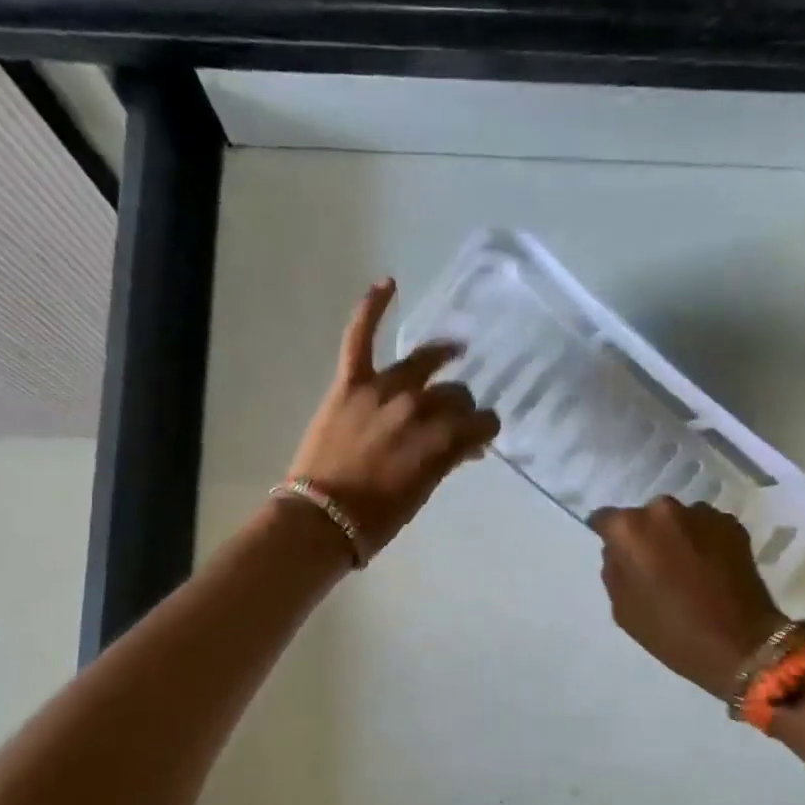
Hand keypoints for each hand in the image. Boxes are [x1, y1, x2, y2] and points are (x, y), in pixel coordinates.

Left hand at [288, 279, 499, 554]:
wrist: (320, 520)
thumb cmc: (376, 518)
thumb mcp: (423, 492)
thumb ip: (447, 460)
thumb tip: (465, 444)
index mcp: (441, 441)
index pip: (480, 422)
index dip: (484, 429)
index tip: (480, 437)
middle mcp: (418, 408)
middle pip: (454, 394)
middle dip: (462, 407)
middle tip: (456, 418)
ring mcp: (382, 391)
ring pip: (423, 363)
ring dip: (442, 357)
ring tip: (453, 350)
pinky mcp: (350, 383)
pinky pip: (361, 336)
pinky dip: (372, 307)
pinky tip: (388, 283)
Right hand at [590, 499, 790, 697]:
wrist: (740, 644)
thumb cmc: (672, 631)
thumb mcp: (623, 609)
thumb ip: (614, 570)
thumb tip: (620, 552)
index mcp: (630, 529)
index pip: (605, 519)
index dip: (609, 536)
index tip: (618, 554)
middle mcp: (663, 510)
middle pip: (644, 517)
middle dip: (646, 535)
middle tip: (655, 565)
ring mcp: (701, 514)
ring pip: (678, 520)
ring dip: (677, 536)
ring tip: (687, 567)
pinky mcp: (732, 524)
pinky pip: (706, 527)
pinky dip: (704, 541)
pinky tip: (711, 569)